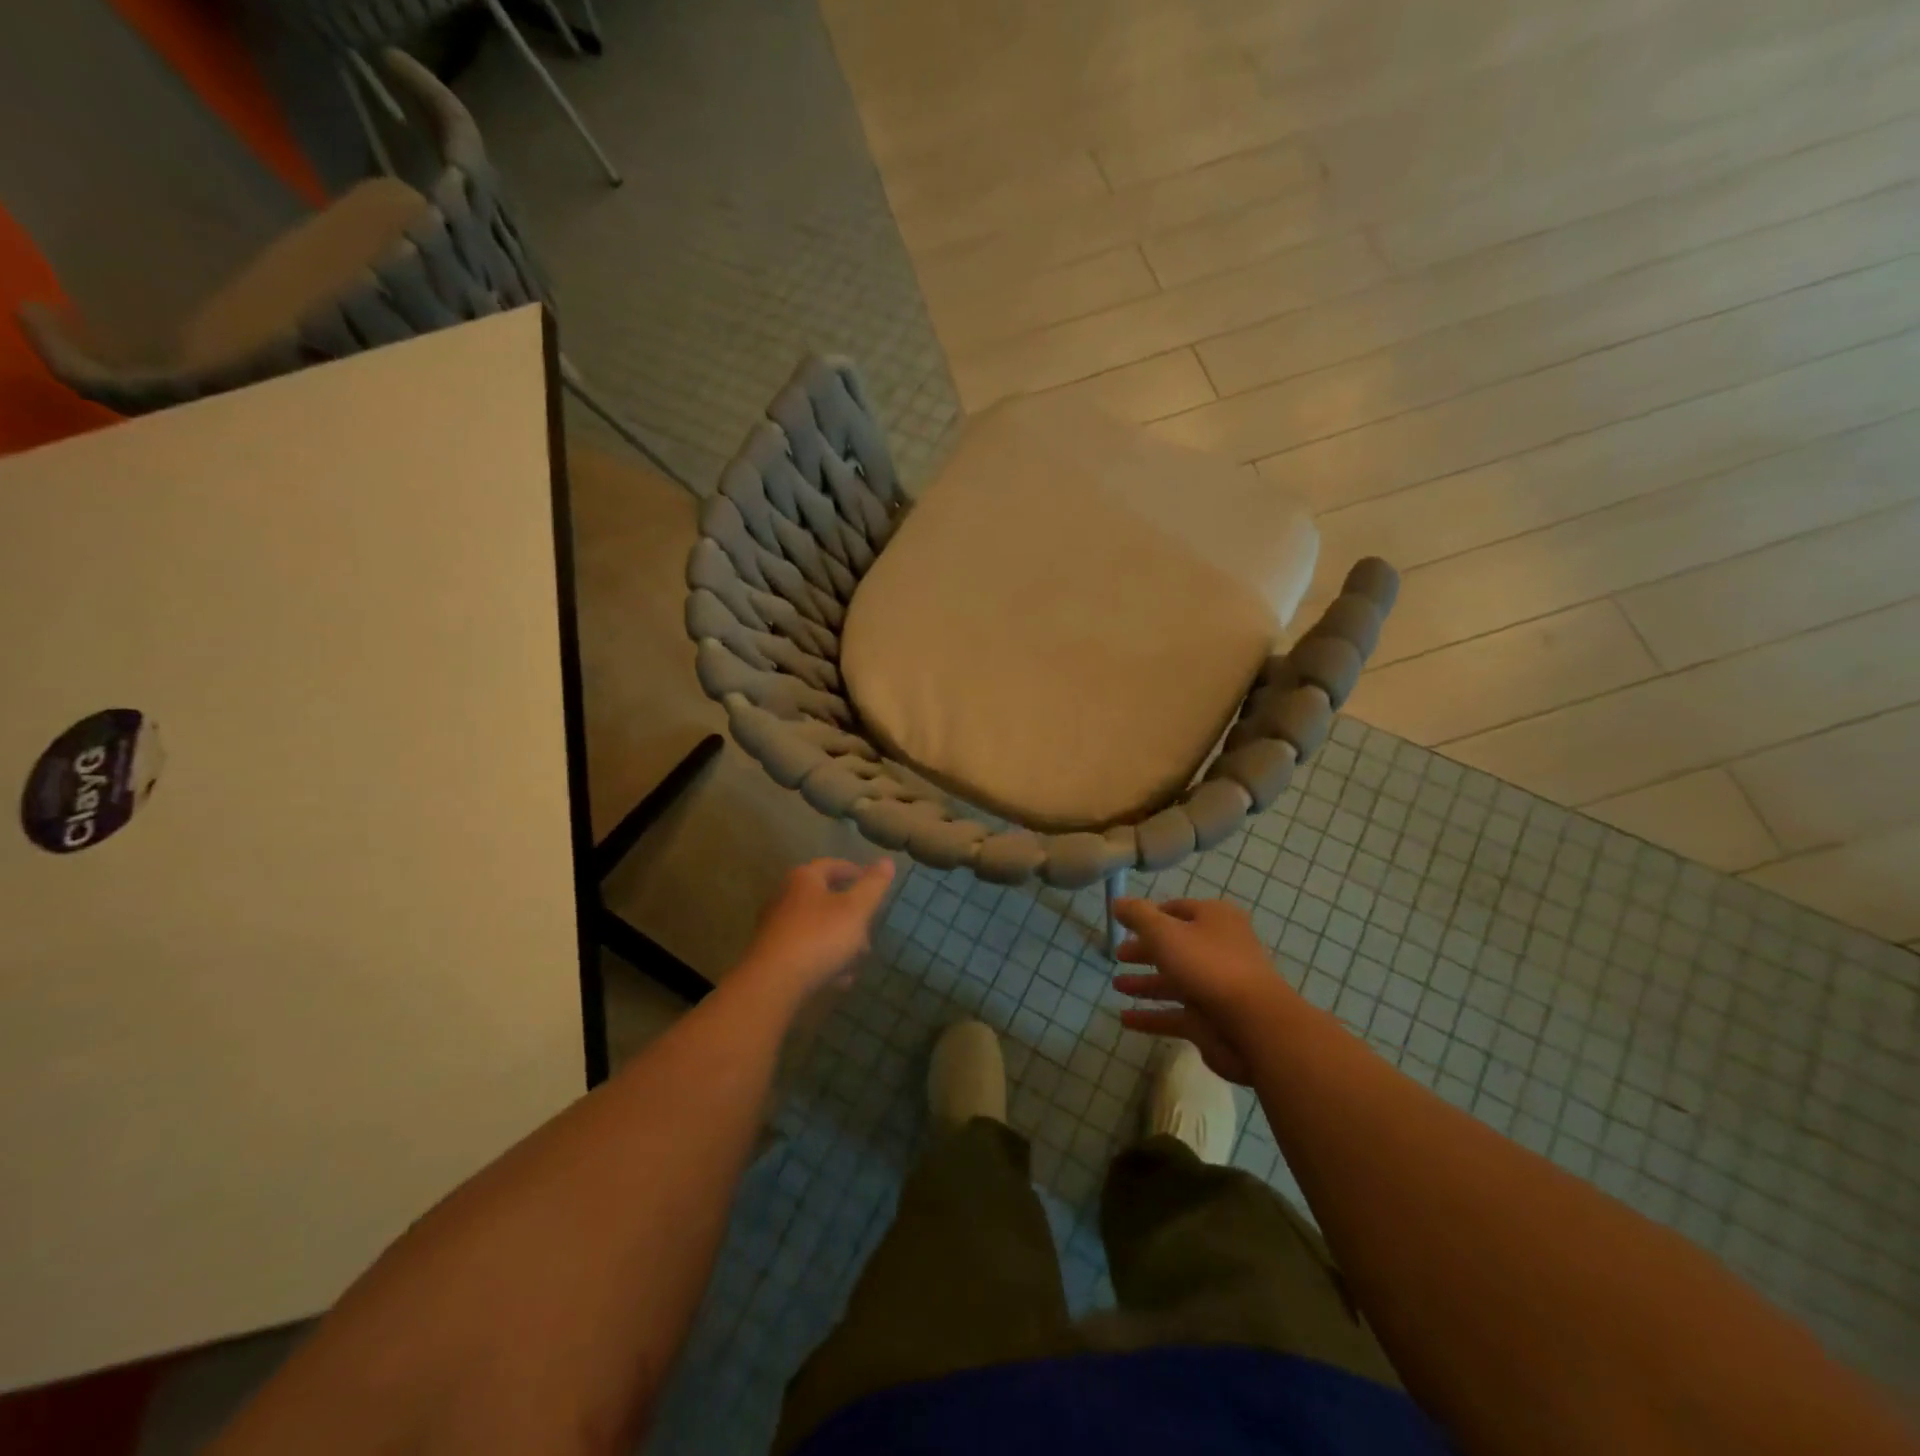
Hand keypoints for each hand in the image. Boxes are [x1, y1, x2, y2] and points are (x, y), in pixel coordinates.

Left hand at [738, 857, 896, 1002]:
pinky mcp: (773, 955)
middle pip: (825, 898)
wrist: (773, 984)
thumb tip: (887, 861)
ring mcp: (776, 927)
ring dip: (840, 940)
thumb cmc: (819, 937)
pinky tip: (839, 978)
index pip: (833, 865)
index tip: (874, 884)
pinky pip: (806, 950)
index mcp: (804, 879)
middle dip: (851, 914)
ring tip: (857, 959)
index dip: (856, 872)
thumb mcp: (856, 909)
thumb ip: (873, 885)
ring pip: (817, 927)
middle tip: (869, 928)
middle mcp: (785, 897)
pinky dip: (824, 959)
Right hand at [1111, 898, 1299, 1085]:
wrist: (1254, 1025)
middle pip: (1176, 946)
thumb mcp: (1164, 932)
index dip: (1150, 915)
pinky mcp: (1212, 1021)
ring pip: (1175, 981)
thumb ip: (1138, 916)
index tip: (1124, 924)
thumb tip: (1117, 901)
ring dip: (1146, 983)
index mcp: (1215, 919)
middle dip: (1145, 951)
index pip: (1178, 909)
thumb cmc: (1208, 965)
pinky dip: (1151, 1016)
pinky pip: (1175, 1015)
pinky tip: (1125, 1018)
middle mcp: (1219, 948)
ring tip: (1117, 985)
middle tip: (1118, 955)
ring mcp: (1217, 987)